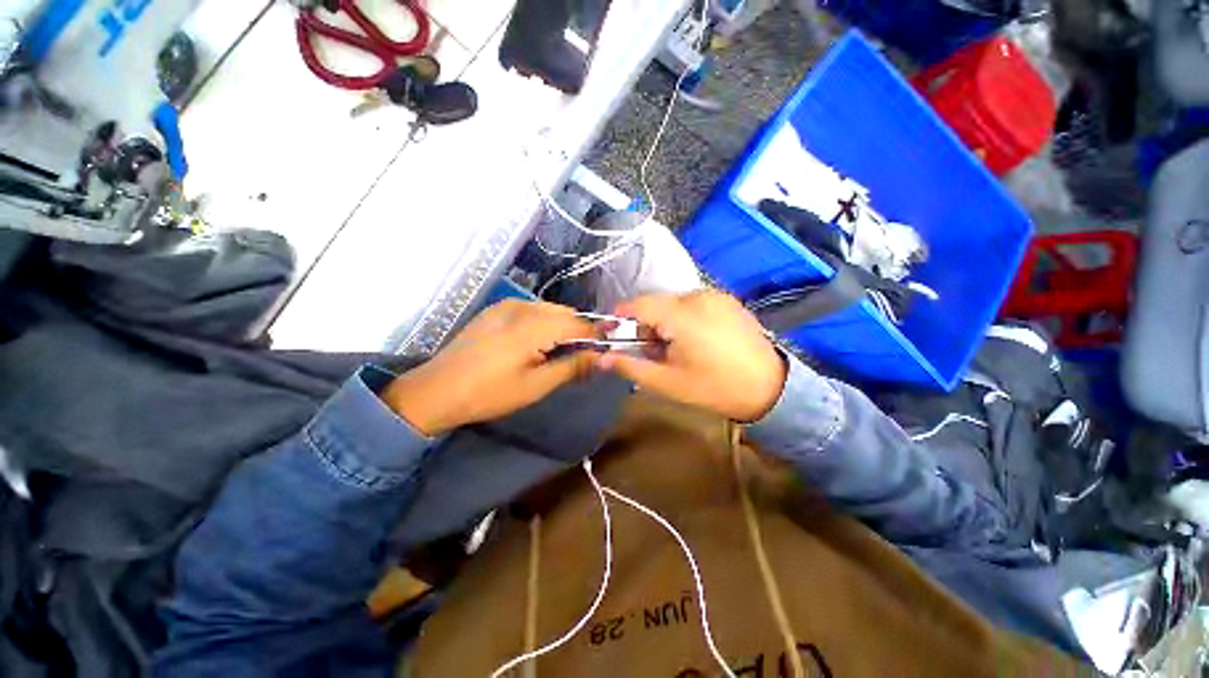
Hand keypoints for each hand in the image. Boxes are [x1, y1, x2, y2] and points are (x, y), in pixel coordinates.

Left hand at [382, 300, 596, 435]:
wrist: (437, 389)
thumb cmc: (489, 393)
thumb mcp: (536, 385)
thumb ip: (572, 366)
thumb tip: (601, 357)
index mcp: (533, 326)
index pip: (578, 324)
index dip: (596, 336)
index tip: (604, 351)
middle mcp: (522, 307)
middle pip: (565, 313)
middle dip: (578, 332)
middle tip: (579, 357)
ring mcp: (506, 305)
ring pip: (549, 310)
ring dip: (561, 327)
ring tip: (556, 352)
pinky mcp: (496, 309)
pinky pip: (531, 310)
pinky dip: (543, 323)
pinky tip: (535, 343)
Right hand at [597, 291, 786, 421]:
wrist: (771, 388)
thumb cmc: (713, 387)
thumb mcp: (666, 381)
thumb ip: (629, 365)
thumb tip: (600, 357)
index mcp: (680, 314)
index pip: (637, 304)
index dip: (619, 317)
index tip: (610, 333)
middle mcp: (697, 296)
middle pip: (656, 304)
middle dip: (645, 325)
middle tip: (650, 352)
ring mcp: (715, 296)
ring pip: (674, 304)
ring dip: (665, 322)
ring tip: (675, 349)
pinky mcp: (728, 301)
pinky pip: (694, 304)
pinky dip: (684, 318)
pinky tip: (696, 341)